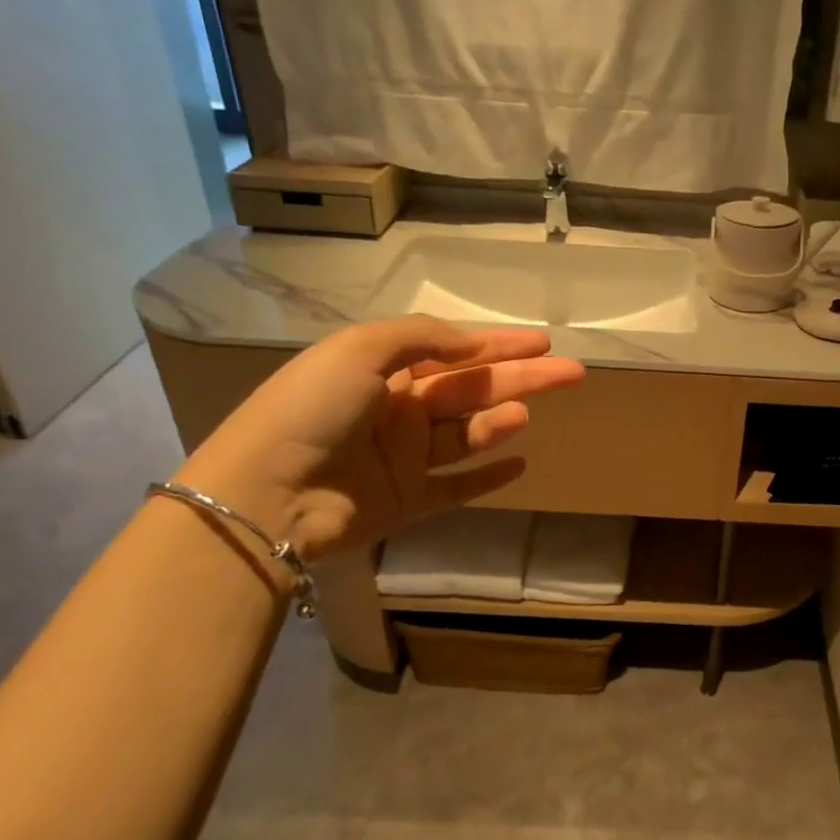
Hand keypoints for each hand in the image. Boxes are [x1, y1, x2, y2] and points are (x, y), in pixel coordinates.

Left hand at [176, 316, 583, 558]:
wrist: (268, 492)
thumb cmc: (313, 408)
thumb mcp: (360, 349)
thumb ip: (422, 337)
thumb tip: (473, 344)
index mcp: (385, 370)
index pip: (455, 352)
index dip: (500, 345)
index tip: (542, 343)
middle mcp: (399, 411)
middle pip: (473, 390)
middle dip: (522, 379)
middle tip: (571, 373)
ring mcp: (406, 459)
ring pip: (468, 435)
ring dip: (500, 421)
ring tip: (523, 414)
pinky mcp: (410, 501)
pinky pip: (458, 487)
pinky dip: (488, 477)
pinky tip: (519, 464)